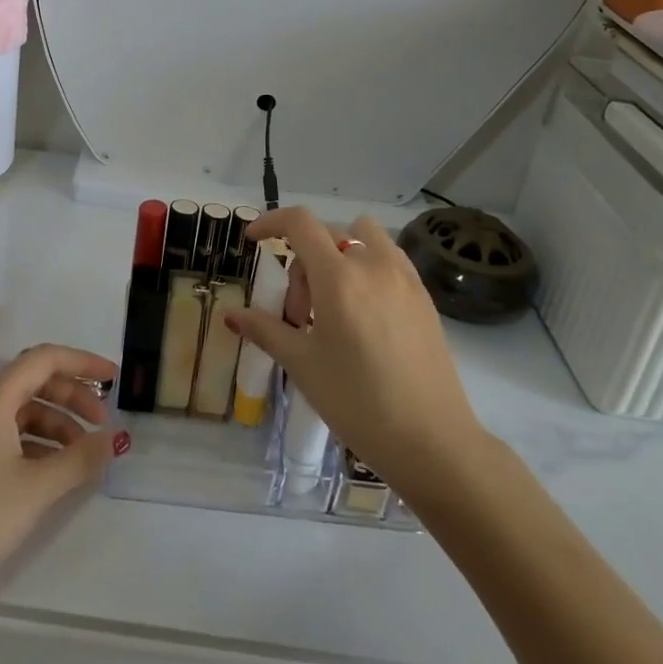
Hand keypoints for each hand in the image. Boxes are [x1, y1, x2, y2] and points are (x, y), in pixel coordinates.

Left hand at [0, 344, 124, 604]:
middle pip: (34, 380)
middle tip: (102, 424)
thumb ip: (80, 458)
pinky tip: (54, 468)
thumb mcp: (37, 489)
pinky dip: (35, 440)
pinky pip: (6, 430)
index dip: (83, 363)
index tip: (114, 378)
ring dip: (56, 422)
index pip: (45, 359)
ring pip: (21, 408)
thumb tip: (112, 438)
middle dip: (73, 397)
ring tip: (83, 455)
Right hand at [230, 208, 483, 499]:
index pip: (300, 223)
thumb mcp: (303, 365)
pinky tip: (364, 313)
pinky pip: (389, 258)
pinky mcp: (424, 296)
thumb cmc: (358, 402)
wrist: (432, 442)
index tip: (254, 240)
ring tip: (334, 302)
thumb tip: (230, 315)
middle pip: (328, 233)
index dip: (271, 221)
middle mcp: (373, 265)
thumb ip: (265, 330)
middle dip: (303, 261)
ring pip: (364, 237)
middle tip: (299, 314)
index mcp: (338, 277)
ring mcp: (404, 277)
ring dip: (340, 252)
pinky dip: (367, 266)